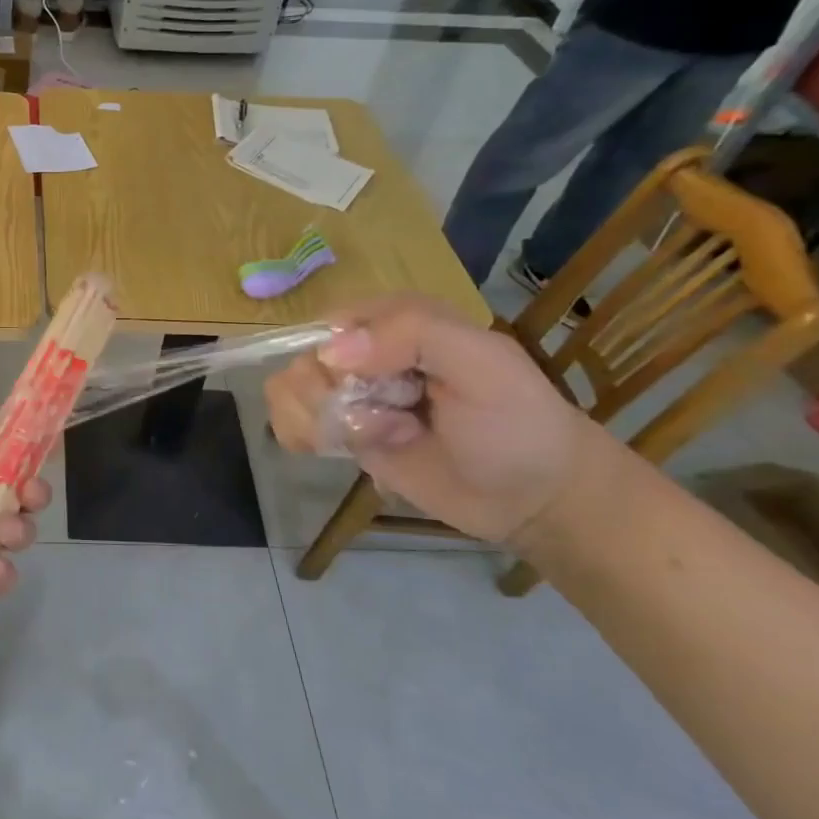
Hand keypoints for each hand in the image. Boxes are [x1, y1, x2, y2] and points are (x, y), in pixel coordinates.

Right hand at [264, 296, 599, 542]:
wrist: (532, 498)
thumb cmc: (515, 423)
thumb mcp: (481, 363)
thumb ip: (412, 334)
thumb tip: (329, 352)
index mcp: (397, 320)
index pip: (330, 323)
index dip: (339, 357)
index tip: (376, 385)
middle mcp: (364, 352)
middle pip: (303, 360)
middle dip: (332, 396)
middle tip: (392, 419)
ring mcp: (348, 393)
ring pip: (286, 390)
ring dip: (320, 420)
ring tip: (374, 439)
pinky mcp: (340, 431)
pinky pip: (287, 421)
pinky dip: (302, 436)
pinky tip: (339, 451)